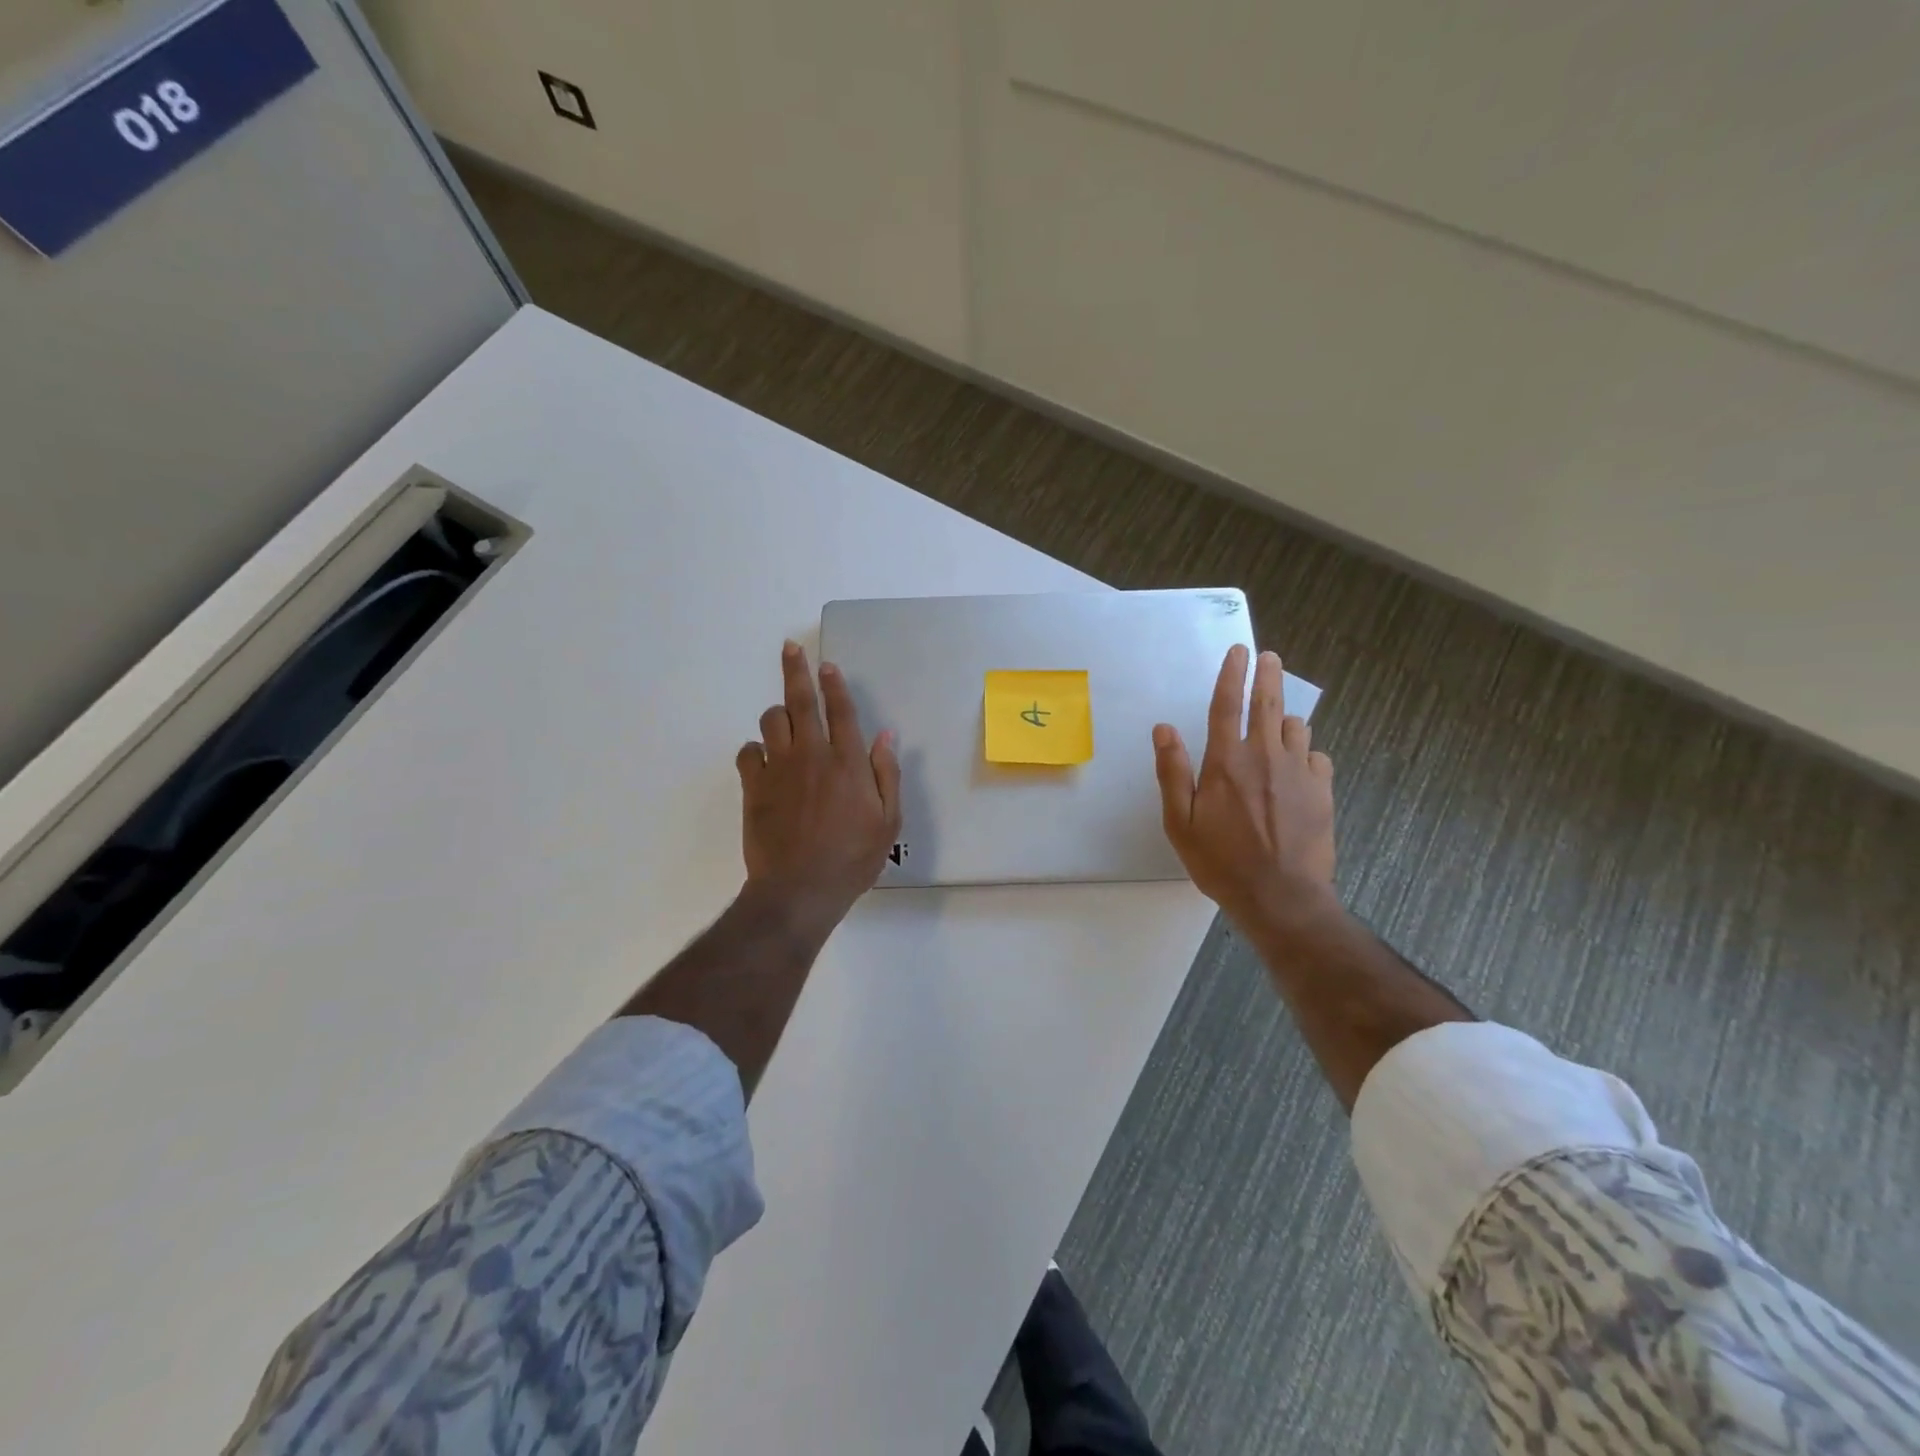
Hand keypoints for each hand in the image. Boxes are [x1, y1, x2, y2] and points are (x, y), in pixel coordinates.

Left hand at [736, 641, 901, 934]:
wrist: (800, 889)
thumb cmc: (852, 858)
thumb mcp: (888, 821)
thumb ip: (886, 774)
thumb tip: (885, 735)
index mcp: (848, 762)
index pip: (841, 711)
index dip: (834, 685)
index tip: (826, 665)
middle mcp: (812, 755)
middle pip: (801, 701)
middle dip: (796, 670)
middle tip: (790, 649)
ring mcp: (779, 769)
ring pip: (771, 721)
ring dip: (778, 714)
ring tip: (785, 722)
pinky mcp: (753, 787)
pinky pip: (747, 752)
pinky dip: (755, 750)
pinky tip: (763, 760)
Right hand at [1153, 645, 1336, 930]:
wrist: (1282, 898)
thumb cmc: (1221, 862)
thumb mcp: (1180, 823)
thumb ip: (1172, 772)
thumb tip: (1163, 729)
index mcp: (1227, 762)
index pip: (1228, 705)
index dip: (1231, 675)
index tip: (1238, 651)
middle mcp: (1265, 757)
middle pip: (1269, 704)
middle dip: (1267, 676)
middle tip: (1269, 657)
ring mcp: (1299, 772)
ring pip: (1297, 728)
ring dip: (1286, 719)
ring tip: (1279, 724)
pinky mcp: (1322, 791)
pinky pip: (1317, 757)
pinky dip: (1305, 753)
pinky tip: (1298, 767)